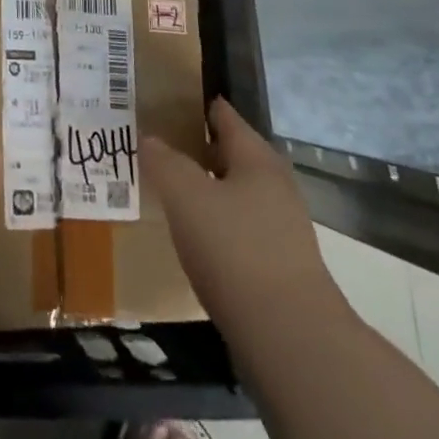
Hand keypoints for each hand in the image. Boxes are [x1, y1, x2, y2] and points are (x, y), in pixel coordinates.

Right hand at [143, 97, 338, 320]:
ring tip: (169, 190)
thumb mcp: (186, 196)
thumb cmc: (234, 250)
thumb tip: (149, 137)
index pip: (225, 117)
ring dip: (205, 189)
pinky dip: (215, 223)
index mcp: (258, 160)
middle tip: (158, 146)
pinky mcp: (279, 266)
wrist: (289, 337)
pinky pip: (239, 229)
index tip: (166, 101)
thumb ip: (164, 162)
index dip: (198, 105)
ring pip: (236, 194)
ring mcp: (282, 229)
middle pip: (232, 155)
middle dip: (198, 149)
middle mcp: (275, 187)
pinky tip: (193, 237)